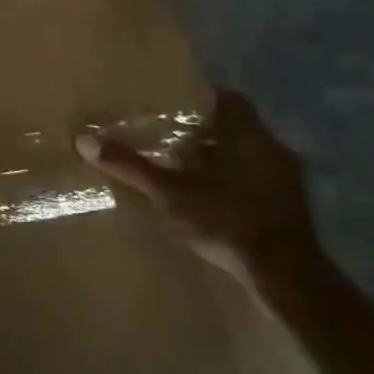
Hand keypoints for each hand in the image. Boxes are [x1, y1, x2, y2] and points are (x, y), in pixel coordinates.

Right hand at [78, 90, 318, 293]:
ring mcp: (287, 181)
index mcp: (249, 136)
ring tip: (184, 162)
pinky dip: (234, 181)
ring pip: (248, 154)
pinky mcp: (290, 209)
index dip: (202, 95)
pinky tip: (210, 195)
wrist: (287, 278)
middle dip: (206, 128)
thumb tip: (83, 138)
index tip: (173, 98)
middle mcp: (273, 150)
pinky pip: (257, 180)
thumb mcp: (170, 193)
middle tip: (169, 129)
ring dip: (221, 156)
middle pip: (237, 126)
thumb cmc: (228, 220)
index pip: (229, 98)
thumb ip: (130, 165)